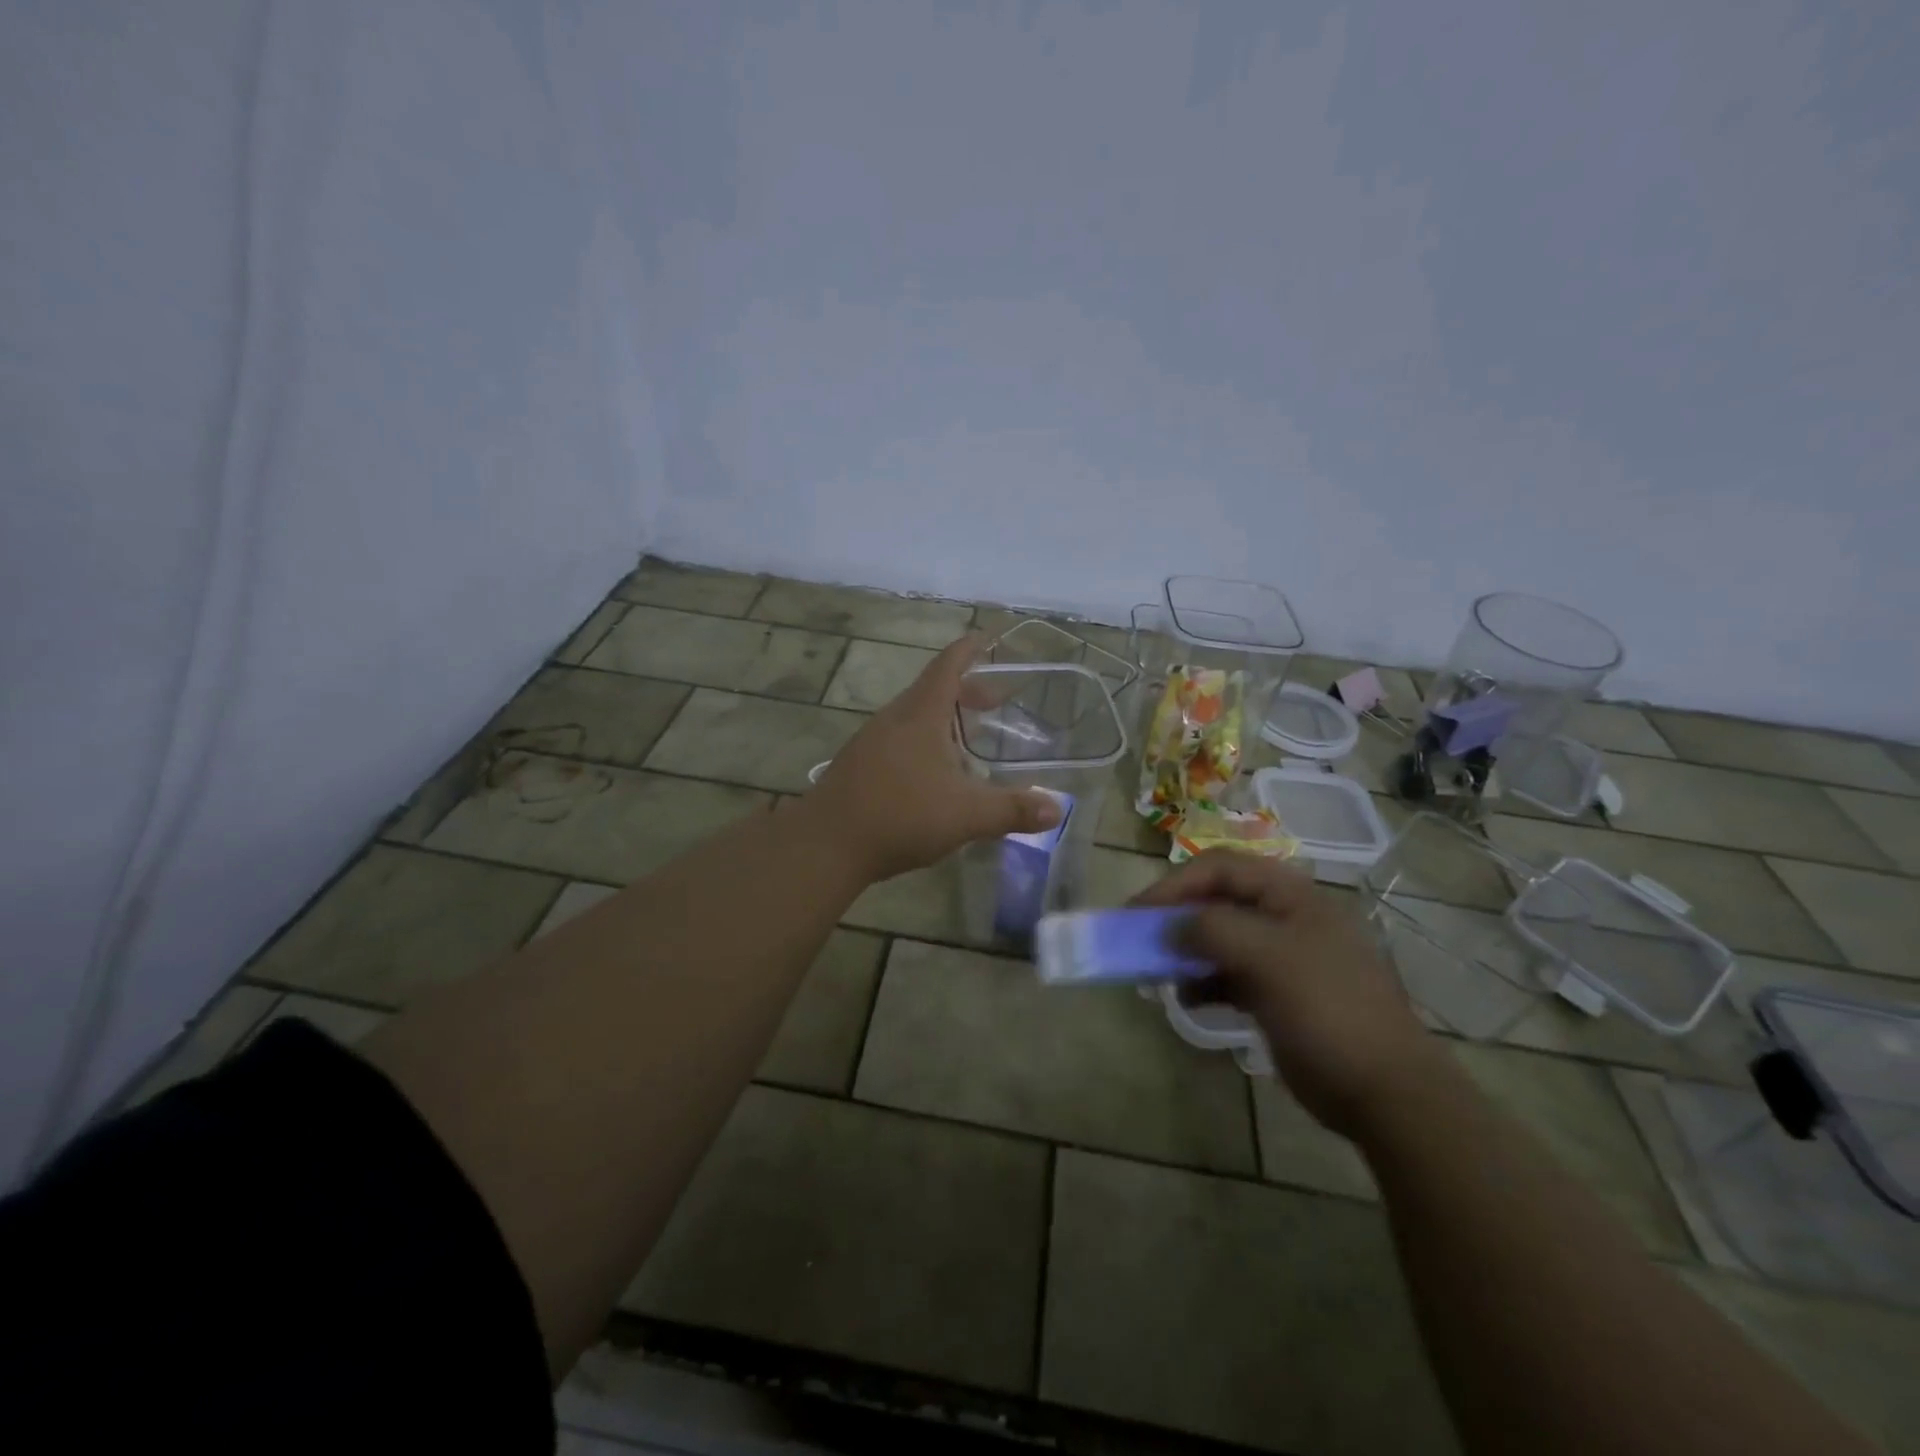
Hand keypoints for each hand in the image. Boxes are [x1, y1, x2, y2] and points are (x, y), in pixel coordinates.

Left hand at [812, 634, 1064, 882]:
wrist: (826, 844)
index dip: (971, 648)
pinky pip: (899, 739)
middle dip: (966, 690)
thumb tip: (1057, 809)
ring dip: (944, 718)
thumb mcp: (966, 814)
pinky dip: (925, 741)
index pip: (948, 665)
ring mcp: (871, 741)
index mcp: (920, 714)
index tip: (990, 637)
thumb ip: (1012, 810)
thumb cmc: (899, 815)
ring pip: (914, 716)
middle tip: (996, 702)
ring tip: (971, 738)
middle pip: (933, 690)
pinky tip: (935, 773)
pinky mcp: (859, 765)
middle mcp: (894, 719)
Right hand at [1135, 852, 1442, 1138]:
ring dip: (1186, 951)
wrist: (1386, 1090)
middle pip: (1217, 901)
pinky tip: (1188, 999)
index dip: (1175, 883)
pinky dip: (1204, 983)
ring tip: (1158, 972)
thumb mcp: (1268, 958)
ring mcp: (1283, 958)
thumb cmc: (1327, 1009)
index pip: (1220, 867)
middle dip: (1176, 916)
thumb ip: (1212, 930)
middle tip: (1139, 937)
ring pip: (1220, 939)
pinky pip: (1229, 975)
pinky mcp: (1278, 994)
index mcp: (1290, 895)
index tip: (1138, 912)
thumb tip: (1167, 927)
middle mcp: (1284, 918)